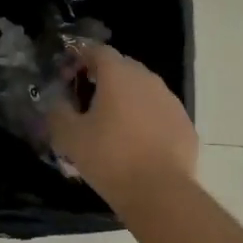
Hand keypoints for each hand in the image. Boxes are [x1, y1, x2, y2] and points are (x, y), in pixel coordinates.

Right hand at [48, 44, 197, 210]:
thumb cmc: (110, 158)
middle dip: (102, 78)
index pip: (97, 50)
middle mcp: (147, 78)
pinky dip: (146, 118)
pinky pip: (159, 111)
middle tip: (86, 102)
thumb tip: (57, 102)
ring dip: (125, 99)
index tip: (67, 78)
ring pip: (142, 89)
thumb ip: (58, 112)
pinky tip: (137, 143)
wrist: (161, 192)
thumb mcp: (70, 137)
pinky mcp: (184, 123)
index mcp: (118, 74)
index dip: (79, 58)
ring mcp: (170, 100)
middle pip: (121, 67)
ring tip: (112, 125)